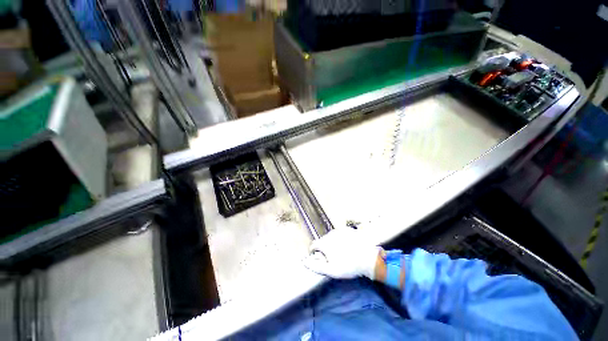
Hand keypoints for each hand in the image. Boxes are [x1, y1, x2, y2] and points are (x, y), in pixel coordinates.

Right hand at [304, 227, 381, 279]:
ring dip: (332, 242)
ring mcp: (340, 230)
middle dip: (324, 248)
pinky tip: (348, 245)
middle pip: (322, 240)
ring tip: (341, 251)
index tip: (318, 258)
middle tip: (332, 257)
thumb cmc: (348, 266)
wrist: (368, 258)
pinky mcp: (348, 229)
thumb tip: (304, 261)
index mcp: (324, 243)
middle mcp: (330, 234)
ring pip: (331, 236)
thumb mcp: (331, 270)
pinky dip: (340, 238)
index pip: (313, 245)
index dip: (313, 252)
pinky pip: (340, 233)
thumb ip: (316, 266)